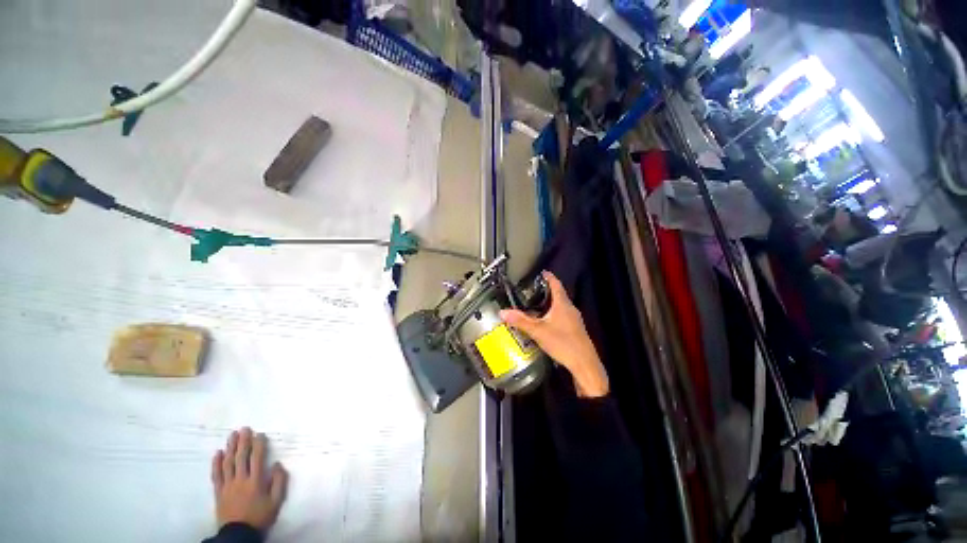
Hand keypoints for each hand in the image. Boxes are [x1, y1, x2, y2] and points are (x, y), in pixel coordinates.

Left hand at [212, 427, 287, 532]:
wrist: (238, 534)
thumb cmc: (260, 516)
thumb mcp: (276, 501)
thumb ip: (279, 482)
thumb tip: (277, 464)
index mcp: (255, 481)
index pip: (257, 458)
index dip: (258, 445)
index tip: (260, 434)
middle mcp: (240, 480)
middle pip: (241, 457)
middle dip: (243, 442)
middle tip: (244, 429)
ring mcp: (227, 485)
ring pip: (228, 463)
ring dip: (230, 448)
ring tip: (232, 435)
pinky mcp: (218, 492)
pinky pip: (216, 475)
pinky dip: (216, 463)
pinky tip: (217, 453)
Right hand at [500, 271, 608, 397]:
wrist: (584, 364)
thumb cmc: (562, 343)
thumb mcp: (538, 331)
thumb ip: (520, 321)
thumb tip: (502, 312)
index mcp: (563, 304)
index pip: (556, 285)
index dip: (549, 277)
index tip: (542, 272)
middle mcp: (570, 309)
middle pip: (559, 294)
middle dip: (547, 290)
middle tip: (534, 289)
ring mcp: (574, 319)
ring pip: (561, 306)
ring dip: (551, 302)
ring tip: (537, 304)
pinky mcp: (575, 329)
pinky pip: (563, 315)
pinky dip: (554, 313)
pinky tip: (546, 321)